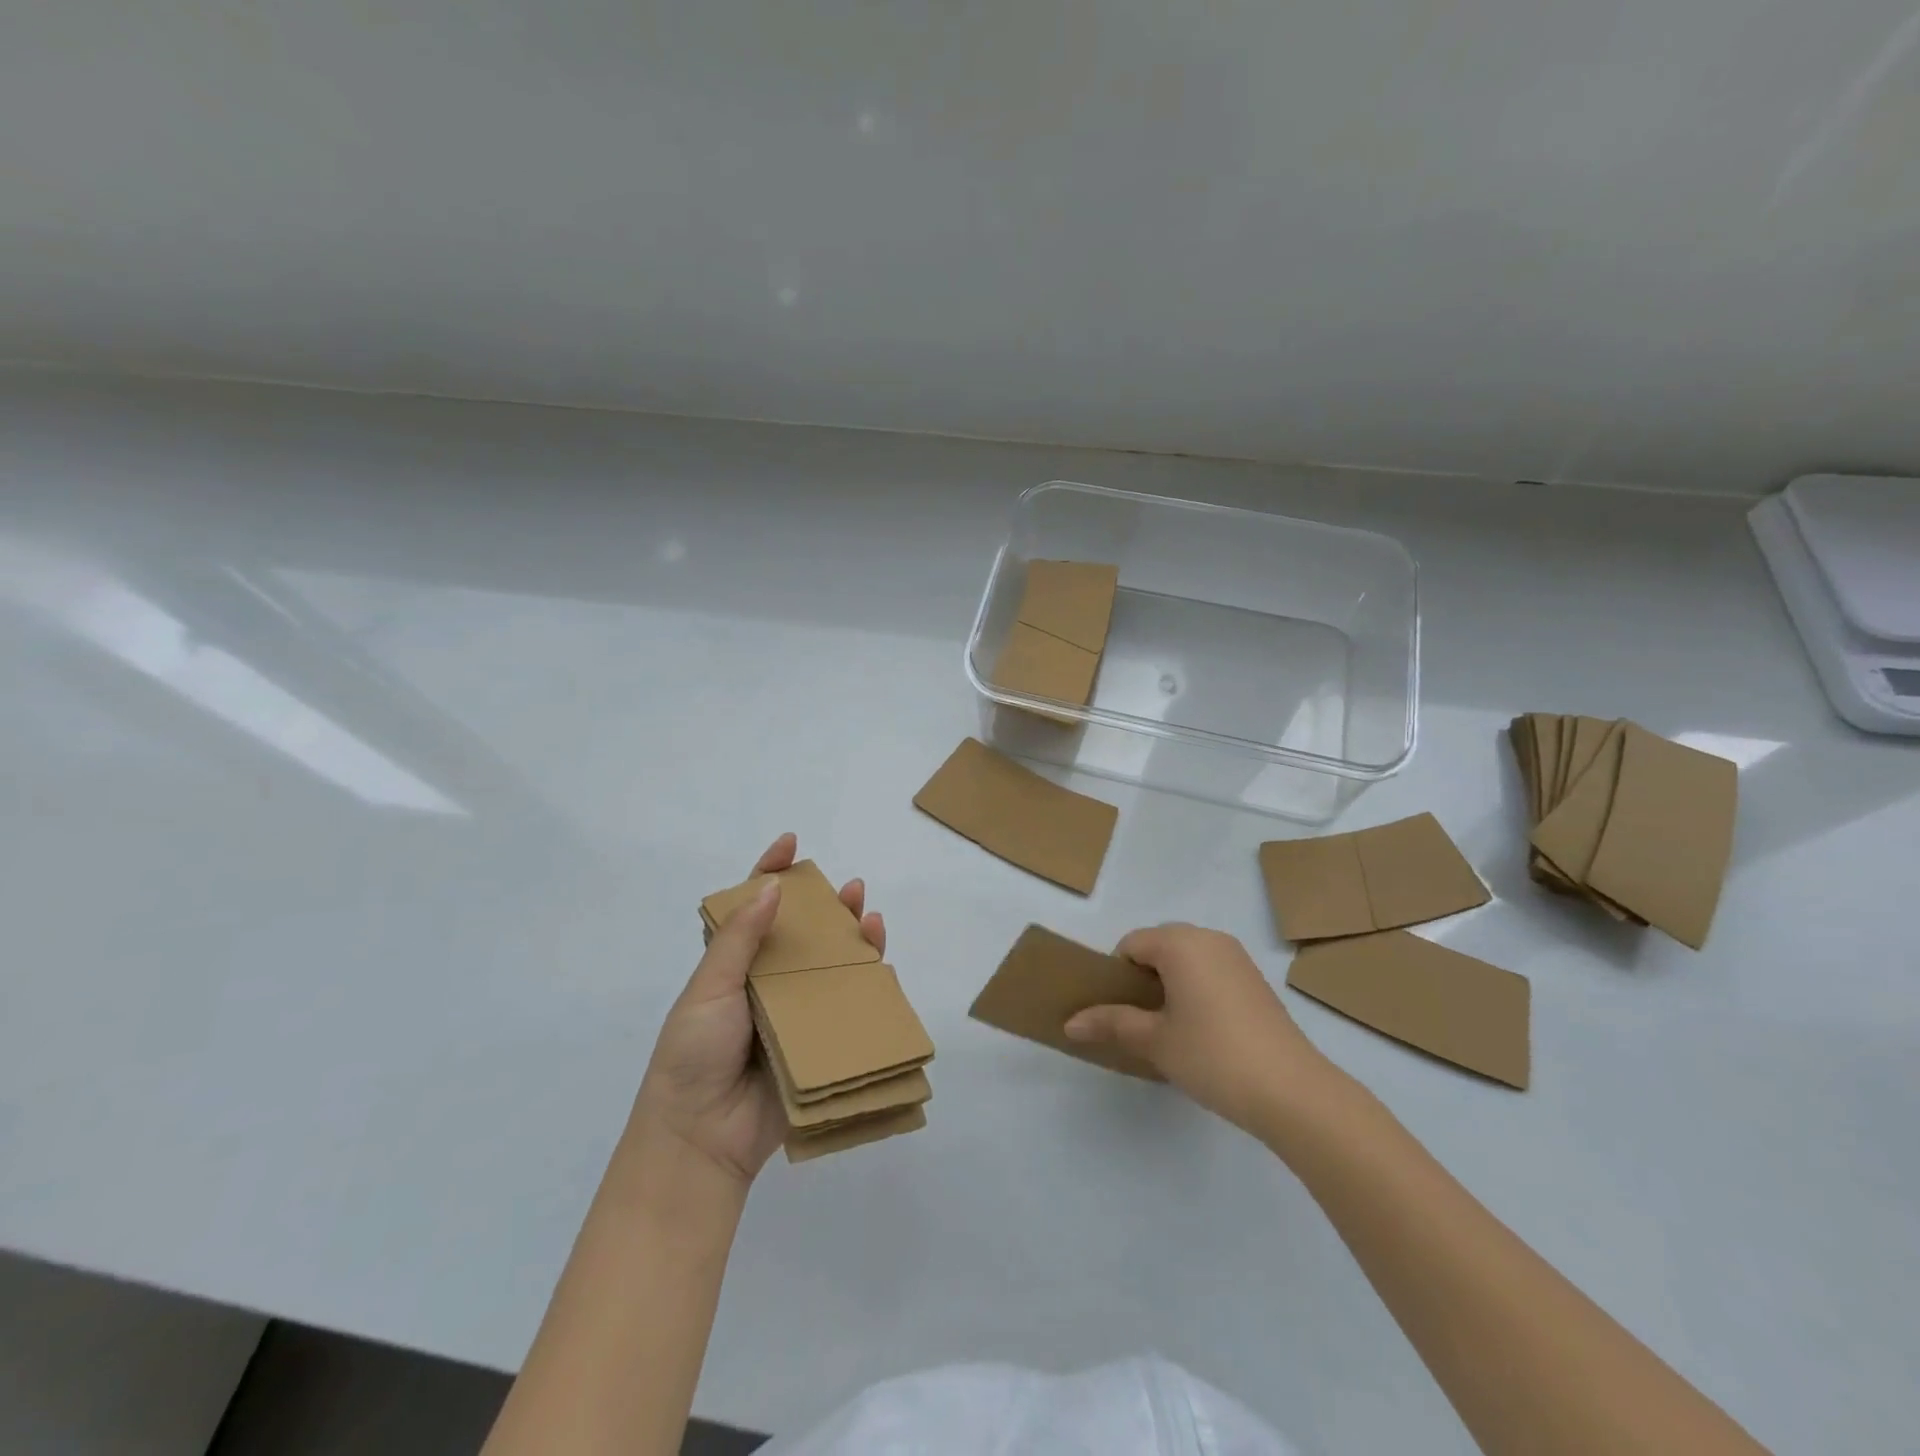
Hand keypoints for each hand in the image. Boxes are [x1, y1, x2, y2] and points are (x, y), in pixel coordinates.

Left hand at [631, 833, 884, 1185]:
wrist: (702, 1138)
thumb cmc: (693, 1054)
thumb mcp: (708, 988)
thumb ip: (739, 938)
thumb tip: (772, 887)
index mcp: (732, 965)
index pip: (752, 907)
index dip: (770, 873)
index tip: (790, 844)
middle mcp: (766, 982)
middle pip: (802, 932)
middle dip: (826, 905)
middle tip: (849, 887)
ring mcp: (794, 1012)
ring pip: (829, 963)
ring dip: (852, 937)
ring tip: (870, 916)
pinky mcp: (817, 1041)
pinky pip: (846, 1004)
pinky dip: (865, 980)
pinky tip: (880, 961)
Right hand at [1064, 923, 1331, 1131]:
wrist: (1293, 1091)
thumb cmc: (1213, 1056)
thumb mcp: (1154, 1041)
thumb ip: (1111, 1024)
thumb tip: (1069, 1024)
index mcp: (1180, 943)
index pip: (1131, 944)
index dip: (1116, 976)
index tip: (1117, 1013)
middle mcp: (1209, 938)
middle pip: (1158, 947)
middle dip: (1142, 979)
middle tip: (1138, 1022)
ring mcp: (1237, 958)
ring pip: (1186, 960)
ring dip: (1169, 985)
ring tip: (1168, 1029)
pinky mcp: (1256, 981)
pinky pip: (1210, 971)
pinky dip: (1195, 990)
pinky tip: (1201, 1032)